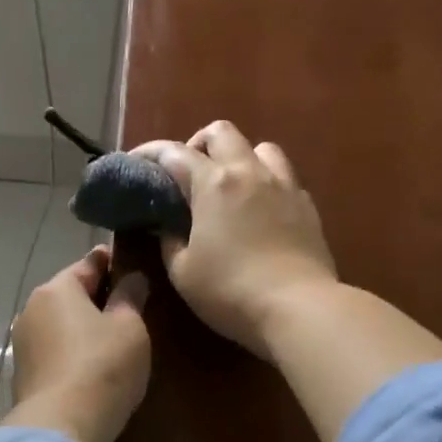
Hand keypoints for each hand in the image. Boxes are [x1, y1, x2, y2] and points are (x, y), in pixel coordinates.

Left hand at [2, 247, 151, 441]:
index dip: (113, 262)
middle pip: (69, 294)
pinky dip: (72, 352)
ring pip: (59, 324)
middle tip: (129, 304)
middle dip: (96, 297)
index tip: (133, 264)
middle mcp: (31, 310)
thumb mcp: (129, 327)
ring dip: (82, 327)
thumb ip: (130, 296)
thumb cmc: (102, 366)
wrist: (61, 426)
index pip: (88, 263)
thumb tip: (132, 277)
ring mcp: (23, 344)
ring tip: (112, 338)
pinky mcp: (23, 376)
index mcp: (55, 290)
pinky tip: (91, 365)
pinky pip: (54, 352)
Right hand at [129, 121, 337, 359]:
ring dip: (238, 157)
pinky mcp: (307, 205)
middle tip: (186, 174)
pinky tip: (258, 210)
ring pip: (260, 147)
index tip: (134, 162)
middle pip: (221, 132)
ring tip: (228, 186)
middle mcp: (249, 172)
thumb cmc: (229, 291)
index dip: (149, 153)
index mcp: (213, 184)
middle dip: (197, 144)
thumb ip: (169, 239)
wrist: (298, 308)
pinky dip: (264, 183)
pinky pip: (283, 177)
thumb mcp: (182, 271)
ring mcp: (283, 185)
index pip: (173, 152)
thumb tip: (168, 225)